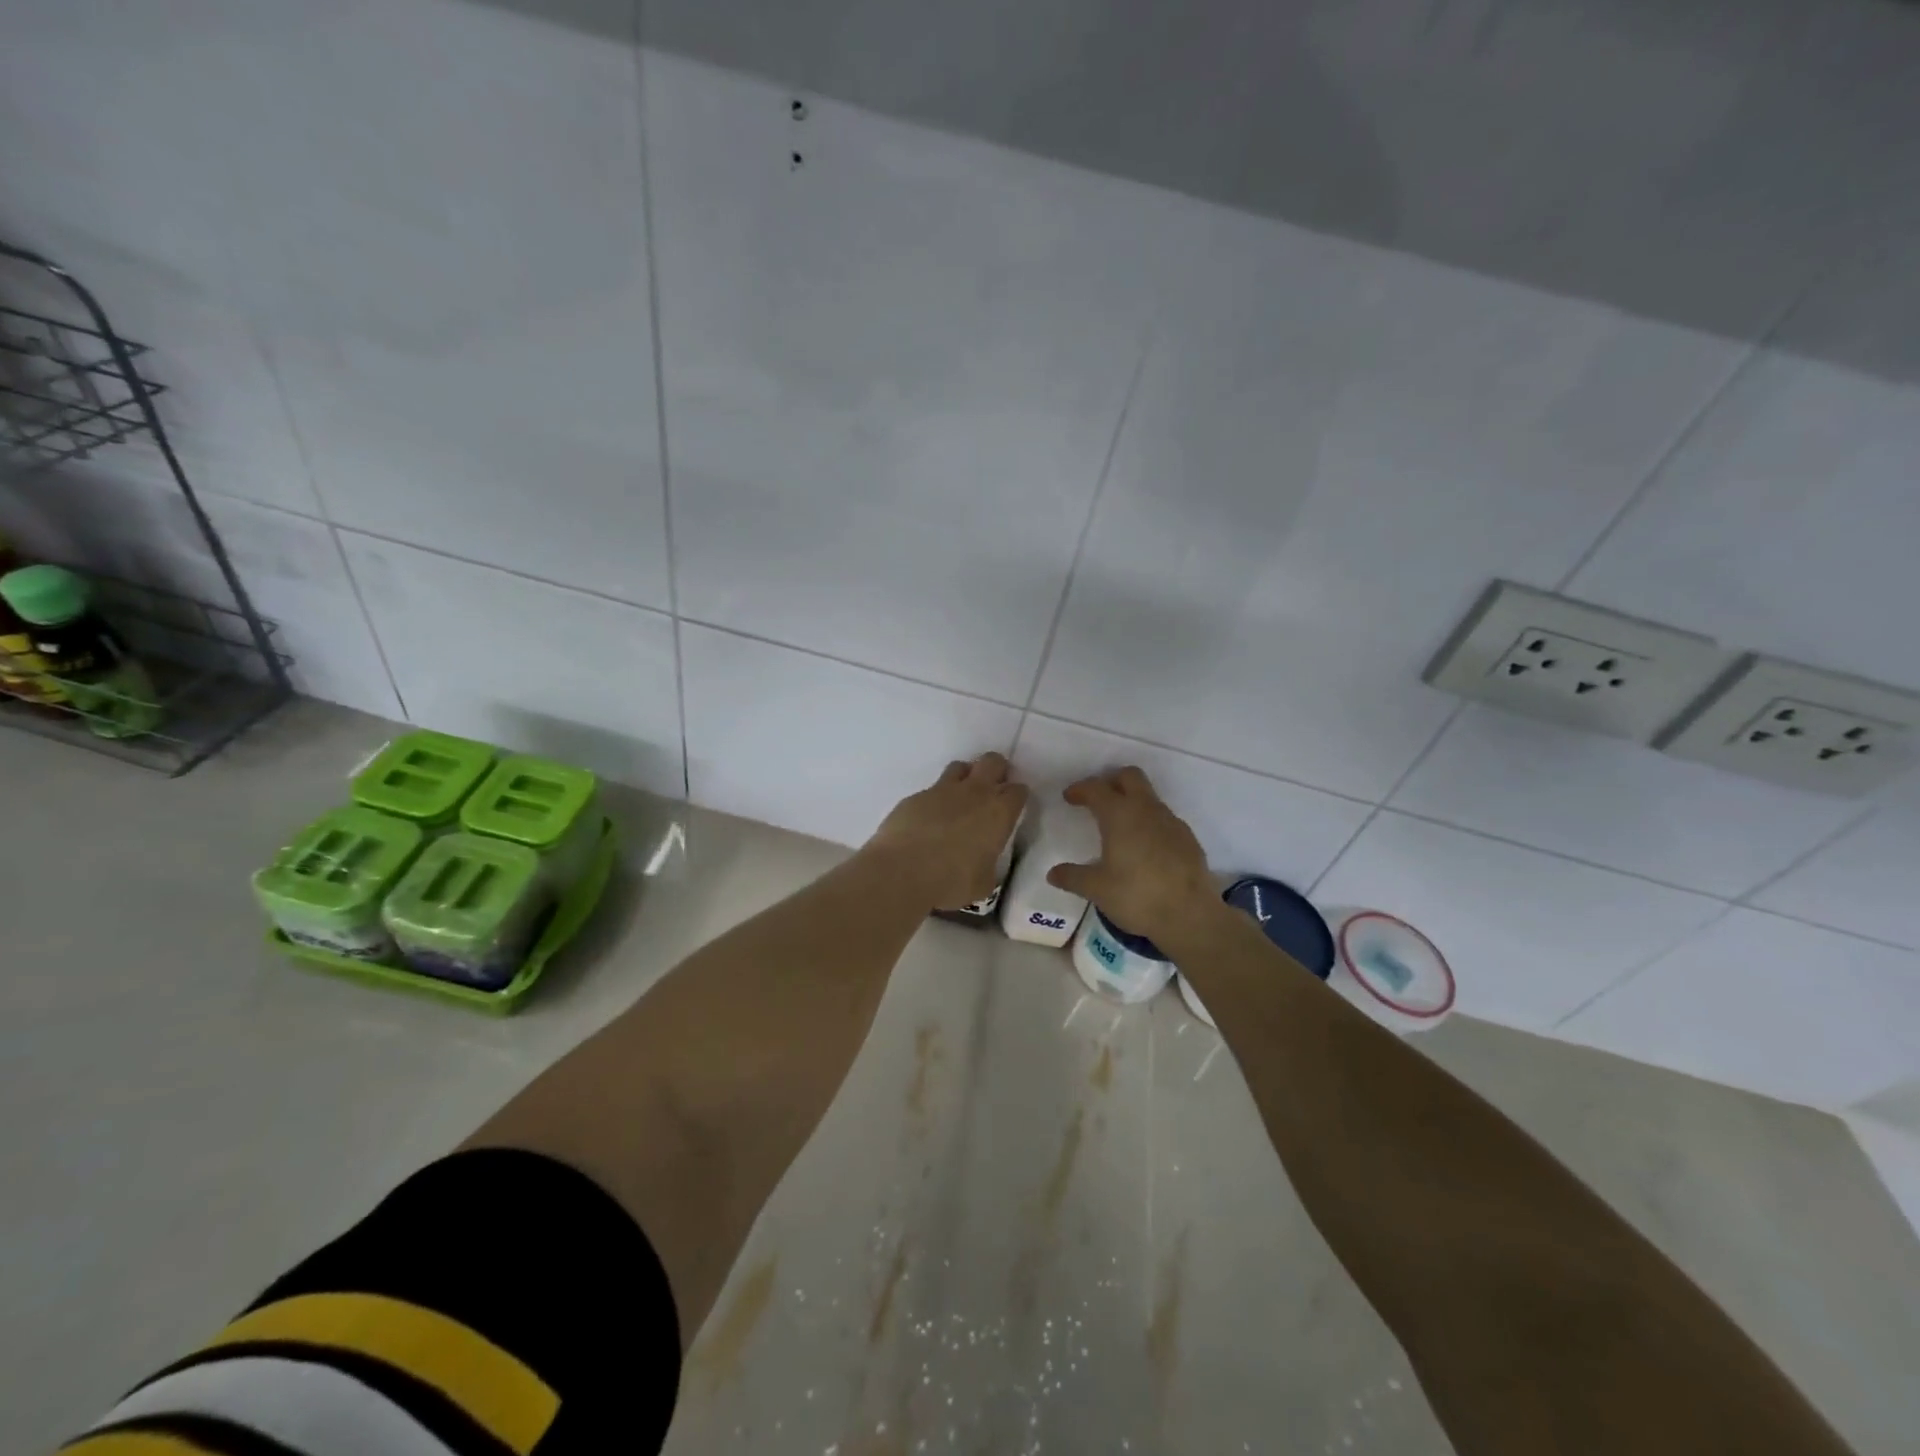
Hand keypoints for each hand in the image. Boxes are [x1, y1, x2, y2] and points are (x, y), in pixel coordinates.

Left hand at [865, 753, 1029, 911]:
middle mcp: (974, 793)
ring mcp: (942, 790)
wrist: (902, 870)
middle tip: (992, 789)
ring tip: (960, 798)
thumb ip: (988, 867)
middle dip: (996, 770)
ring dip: (965, 777)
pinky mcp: (915, 796)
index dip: (1017, 796)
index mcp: (998, 813)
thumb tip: (983, 864)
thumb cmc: (951, 881)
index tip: (1012, 807)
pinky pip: (931, 790)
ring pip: (961, 767)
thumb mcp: (983, 883)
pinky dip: (934, 801)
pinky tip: (928, 820)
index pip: (1018, 791)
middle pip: (993, 762)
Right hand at [1046, 767, 1220, 946]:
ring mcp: (1171, 822)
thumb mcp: (1097, 889)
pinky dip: (1149, 822)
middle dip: (1110, 781)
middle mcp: (1146, 810)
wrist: (1191, 916)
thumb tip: (1053, 873)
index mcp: (1120, 815)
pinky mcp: (1188, 838)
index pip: (1096, 788)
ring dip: (1132, 801)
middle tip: (1097, 799)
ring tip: (1119, 826)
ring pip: (1149, 796)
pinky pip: (1164, 818)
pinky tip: (1144, 847)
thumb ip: (1072, 877)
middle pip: (1129, 776)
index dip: (1080, 789)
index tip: (1069, 797)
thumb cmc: (1137, 896)